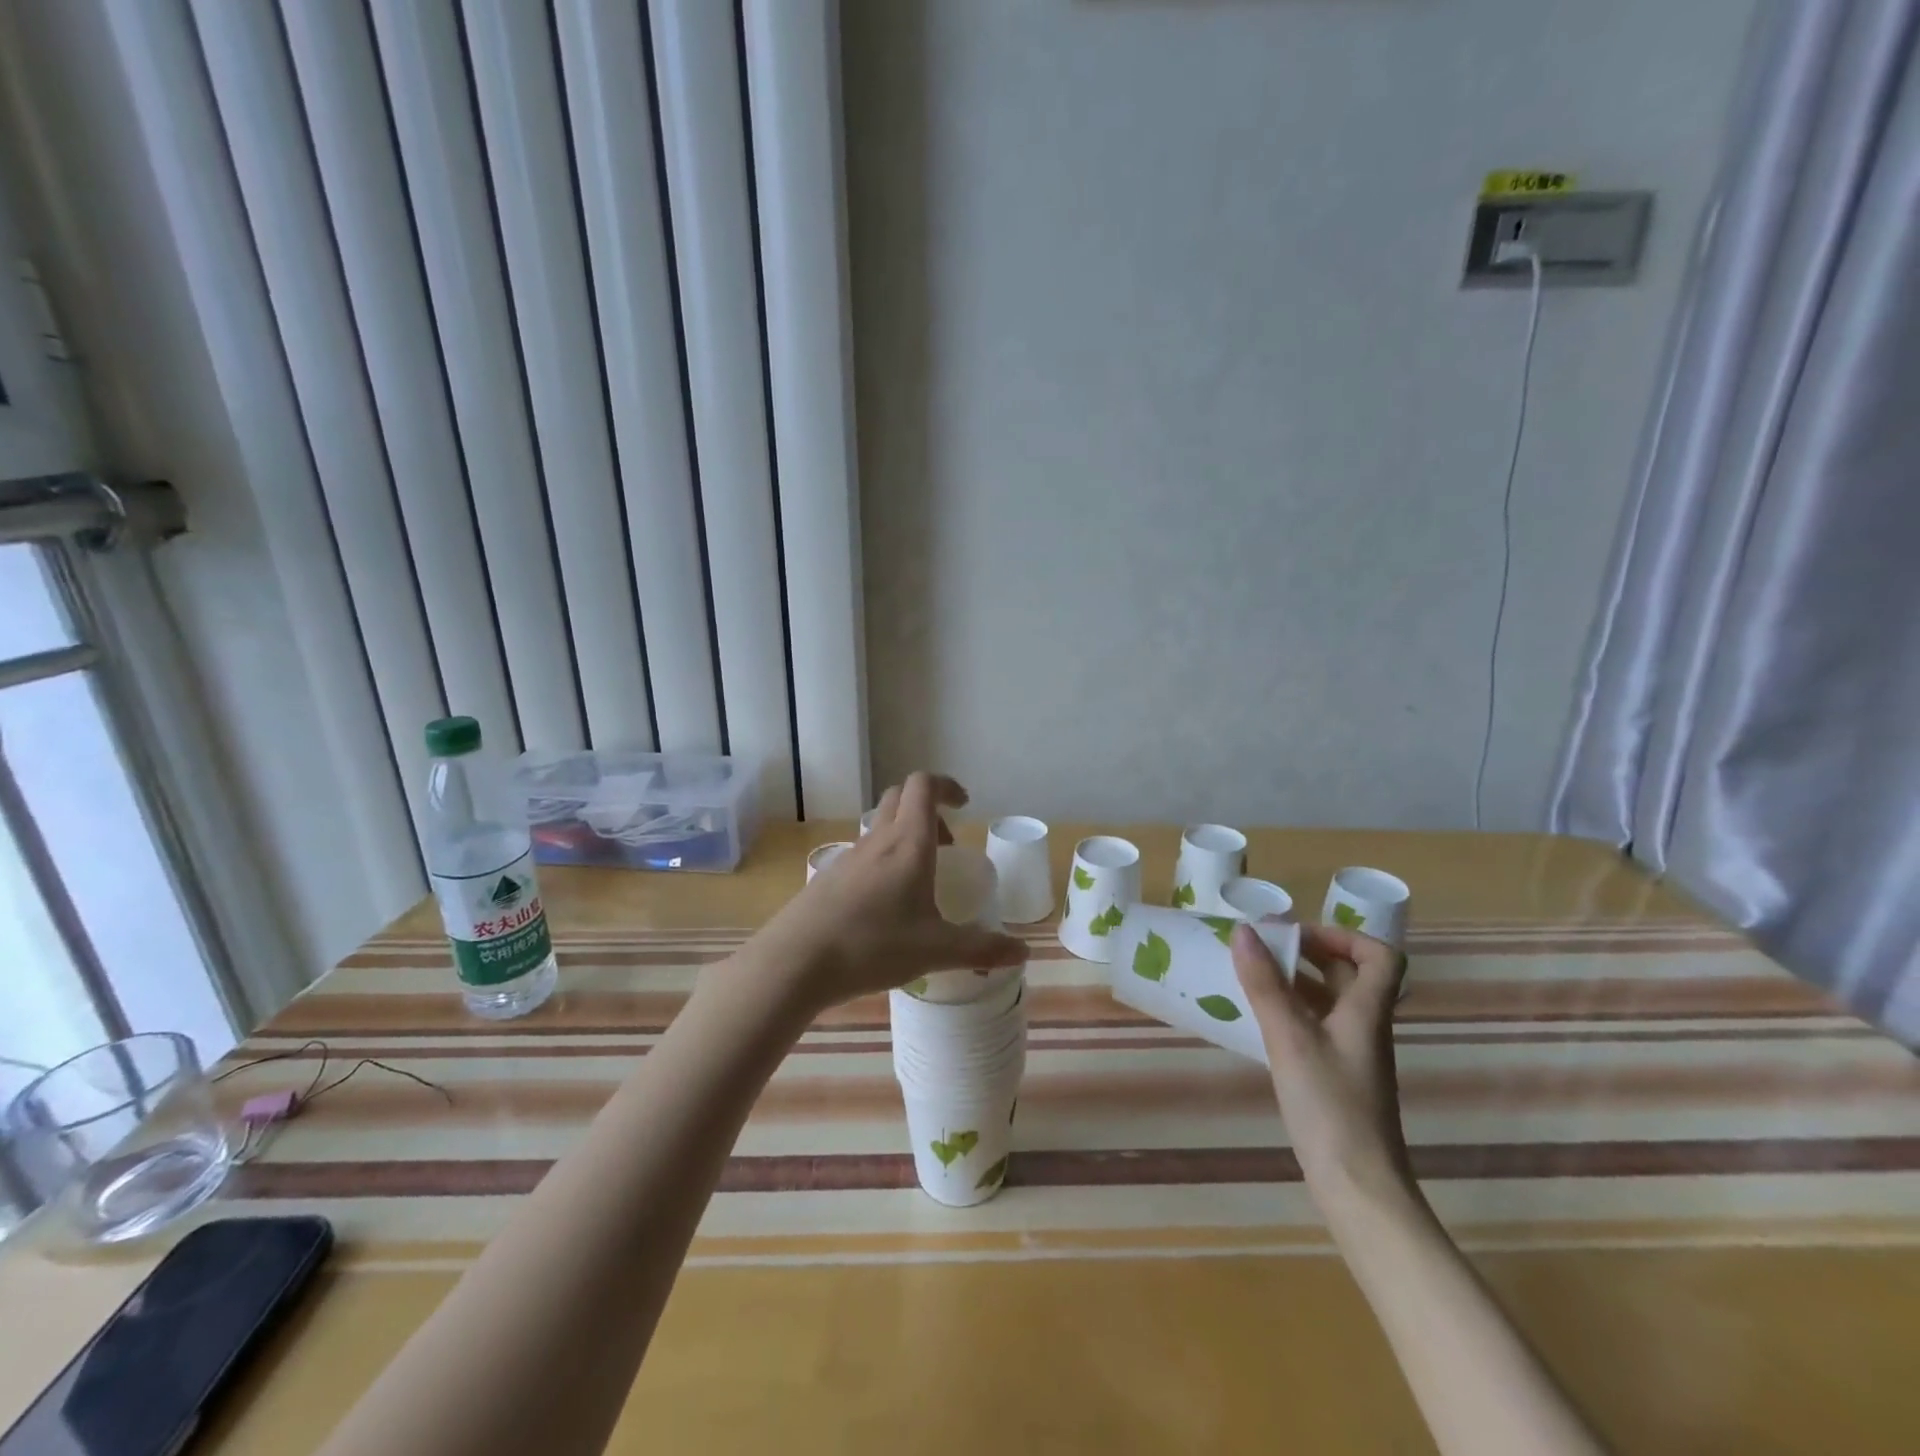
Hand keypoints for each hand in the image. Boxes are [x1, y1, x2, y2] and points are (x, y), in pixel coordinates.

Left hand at [741, 772, 1027, 1013]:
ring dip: (903, 837)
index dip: (946, 785)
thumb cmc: (872, 946)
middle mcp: (877, 840)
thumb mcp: (935, 950)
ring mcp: (848, 858)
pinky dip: (881, 864)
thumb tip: (1023, 952)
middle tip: (946, 845)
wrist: (795, 963)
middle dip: (927, 810)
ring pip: (879, 827)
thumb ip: (981, 948)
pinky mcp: (828, 879)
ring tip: (919, 882)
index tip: (964, 805)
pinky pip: (862, 855)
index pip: (924, 786)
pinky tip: (885, 908)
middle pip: (900, 798)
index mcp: (907, 843)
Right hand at [1232, 921, 1413, 1212]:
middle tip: (1266, 950)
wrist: (1358, 1188)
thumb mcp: (1290, 1039)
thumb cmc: (1330, 1107)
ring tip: (1253, 979)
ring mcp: (1353, 1056)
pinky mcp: (1338, 1079)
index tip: (1297, 935)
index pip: (1379, 957)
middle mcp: (1365, 1028)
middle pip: (1350, 976)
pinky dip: (1292, 1014)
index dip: (1343, 936)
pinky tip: (1260, 1022)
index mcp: (1366, 1012)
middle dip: (1310, 954)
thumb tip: (1244, 931)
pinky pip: (1317, 1029)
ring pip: (1330, 1003)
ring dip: (1297, 983)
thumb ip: (1265, 985)